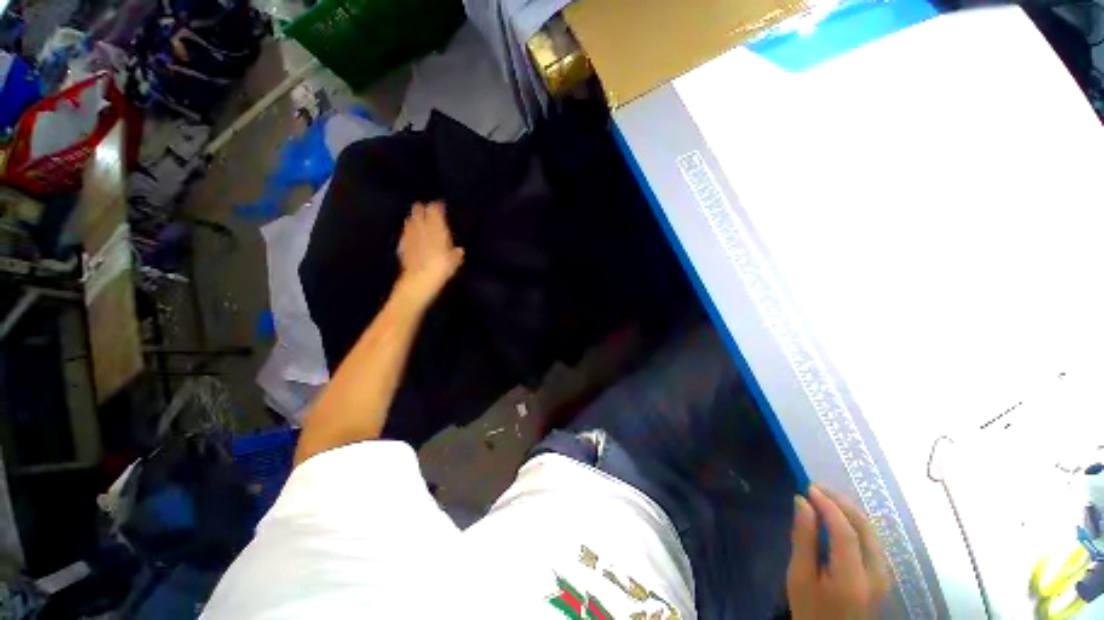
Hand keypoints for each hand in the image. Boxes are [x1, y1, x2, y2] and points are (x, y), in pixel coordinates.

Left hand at [396, 201, 464, 304]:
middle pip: (420, 216)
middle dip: (421, 210)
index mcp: (437, 231)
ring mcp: (411, 238)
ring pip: (411, 224)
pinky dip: (406, 232)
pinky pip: (405, 236)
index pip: (435, 215)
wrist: (419, 279)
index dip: (436, 208)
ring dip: (412, 220)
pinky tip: (406, 233)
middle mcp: (422, 231)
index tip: (437, 204)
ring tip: (413, 217)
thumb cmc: (441, 269)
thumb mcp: (454, 262)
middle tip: (421, 205)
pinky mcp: (403, 247)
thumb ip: (456, 254)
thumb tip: (459, 251)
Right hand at [787, 485, 890, 619]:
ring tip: (824, 497)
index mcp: (852, 579)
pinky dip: (854, 523)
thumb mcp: (799, 576)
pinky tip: (837, 517)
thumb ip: (803, 539)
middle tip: (816, 487)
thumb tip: (802, 502)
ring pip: (871, 532)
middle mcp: (876, 575)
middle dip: (841, 502)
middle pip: (865, 528)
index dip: (829, 506)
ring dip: (848, 510)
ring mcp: (884, 576)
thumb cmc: (810, 609)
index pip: (846, 532)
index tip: (808, 487)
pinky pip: (871, 541)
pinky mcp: (883, 576)